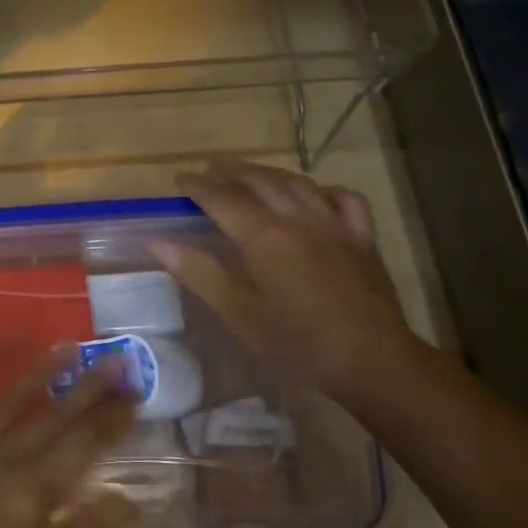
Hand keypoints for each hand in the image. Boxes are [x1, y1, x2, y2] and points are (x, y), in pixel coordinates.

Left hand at [0, 351, 137, 527]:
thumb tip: (128, 502)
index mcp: (31, 493)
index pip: (83, 446)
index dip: (111, 420)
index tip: (134, 394)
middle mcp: (1, 457)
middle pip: (54, 416)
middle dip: (89, 387)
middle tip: (117, 358)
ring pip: (10, 399)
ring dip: (41, 370)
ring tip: (68, 344)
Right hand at [154, 162, 422, 404]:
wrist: (369, 359)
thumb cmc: (295, 342)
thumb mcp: (237, 312)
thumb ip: (198, 272)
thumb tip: (157, 242)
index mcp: (263, 236)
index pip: (222, 199)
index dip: (199, 186)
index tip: (180, 179)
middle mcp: (297, 218)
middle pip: (260, 182)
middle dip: (232, 172)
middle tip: (212, 169)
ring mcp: (334, 224)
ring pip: (298, 184)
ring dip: (270, 175)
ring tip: (252, 175)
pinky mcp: (362, 238)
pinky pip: (343, 199)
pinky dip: (322, 191)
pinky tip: (315, 196)